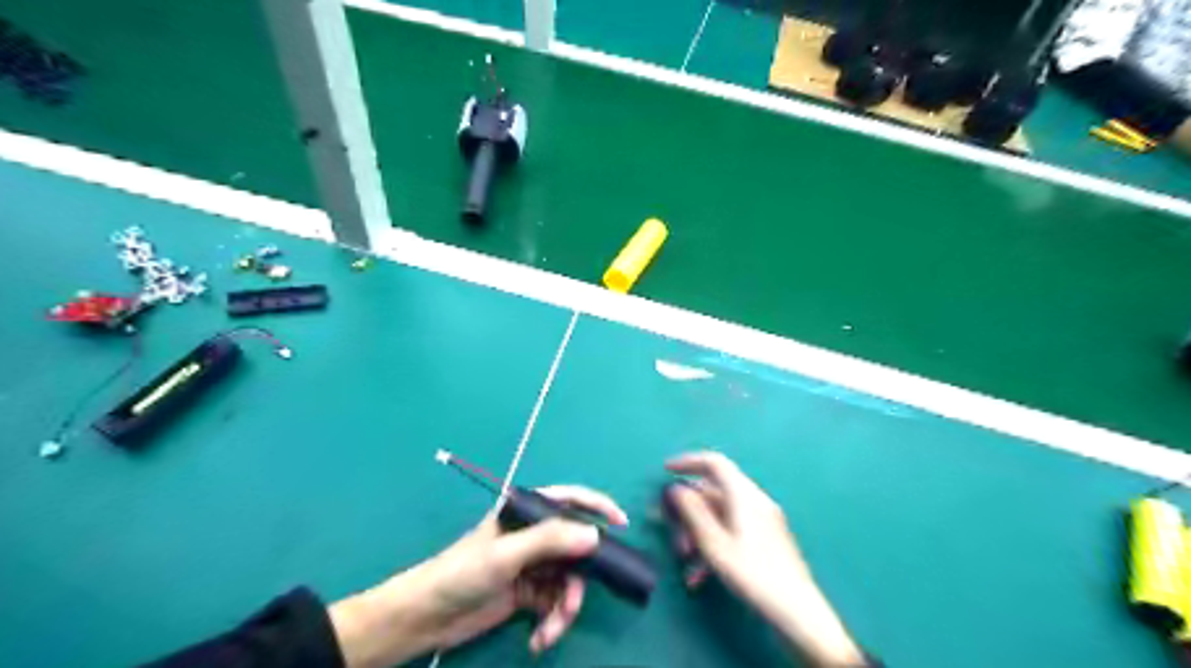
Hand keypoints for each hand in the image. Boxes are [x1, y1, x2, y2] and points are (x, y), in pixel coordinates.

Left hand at [325, 484, 624, 667]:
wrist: (426, 618)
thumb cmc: (462, 573)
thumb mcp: (506, 555)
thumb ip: (550, 540)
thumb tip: (595, 535)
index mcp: (526, 513)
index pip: (569, 499)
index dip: (597, 506)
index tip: (621, 523)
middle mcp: (533, 535)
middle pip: (574, 548)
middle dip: (580, 579)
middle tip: (574, 602)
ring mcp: (532, 565)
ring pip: (568, 581)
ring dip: (564, 608)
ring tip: (550, 630)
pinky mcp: (528, 593)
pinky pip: (555, 603)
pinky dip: (553, 622)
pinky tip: (538, 639)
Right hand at [666, 452, 860, 664]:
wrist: (797, 611)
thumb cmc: (753, 574)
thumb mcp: (714, 544)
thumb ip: (693, 513)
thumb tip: (676, 489)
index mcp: (744, 495)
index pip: (714, 463)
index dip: (688, 462)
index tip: (666, 471)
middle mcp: (754, 500)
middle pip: (713, 492)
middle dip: (688, 512)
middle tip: (670, 533)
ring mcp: (762, 519)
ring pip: (719, 514)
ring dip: (698, 533)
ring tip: (685, 560)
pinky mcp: (765, 537)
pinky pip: (731, 529)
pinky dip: (713, 544)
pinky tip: (700, 575)